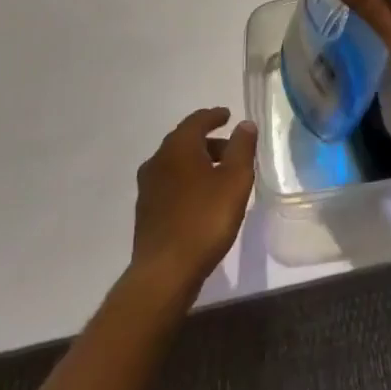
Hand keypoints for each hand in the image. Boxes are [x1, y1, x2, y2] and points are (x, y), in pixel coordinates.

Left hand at [129, 107, 255, 295]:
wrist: (164, 273)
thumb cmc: (205, 218)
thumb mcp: (235, 179)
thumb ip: (242, 147)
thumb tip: (244, 124)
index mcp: (178, 147)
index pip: (197, 120)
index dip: (214, 116)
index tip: (228, 116)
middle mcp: (158, 160)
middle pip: (185, 141)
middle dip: (208, 141)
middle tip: (231, 150)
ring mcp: (148, 188)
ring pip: (176, 164)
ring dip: (197, 163)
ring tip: (219, 176)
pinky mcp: (145, 212)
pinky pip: (169, 184)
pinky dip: (186, 182)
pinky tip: (200, 199)